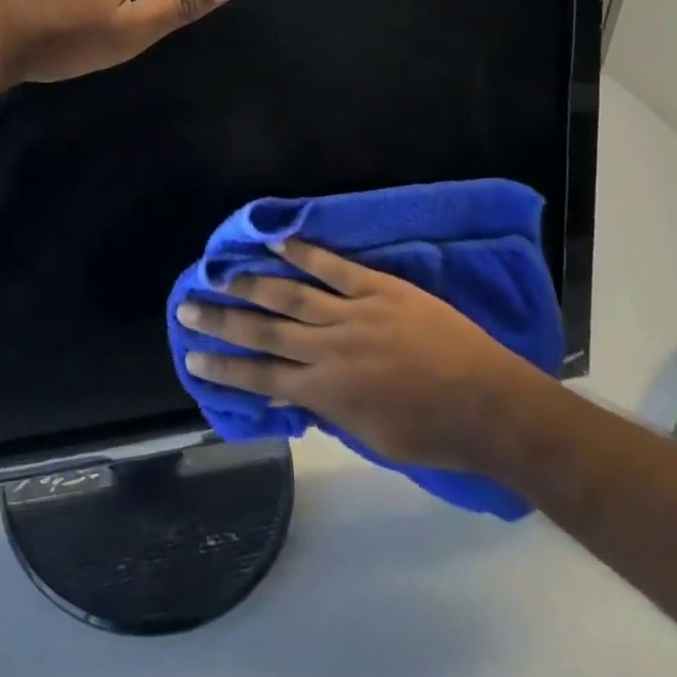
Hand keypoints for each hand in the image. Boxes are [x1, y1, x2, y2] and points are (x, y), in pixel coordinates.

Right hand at [178, 239, 545, 473]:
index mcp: (328, 391)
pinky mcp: (379, 289)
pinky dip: (304, 252)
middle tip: (187, 308)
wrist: (490, 405)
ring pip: (291, 294)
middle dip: (222, 321)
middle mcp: (330, 349)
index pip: (263, 378)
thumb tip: (293, 393)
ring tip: (219, 272)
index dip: (224, 368)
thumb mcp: (372, 436)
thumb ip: (329, 410)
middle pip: (264, 332)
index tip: (193, 357)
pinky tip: (276, 240)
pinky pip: (334, 266)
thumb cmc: (433, 433)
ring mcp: (353, 314)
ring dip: (251, 283)